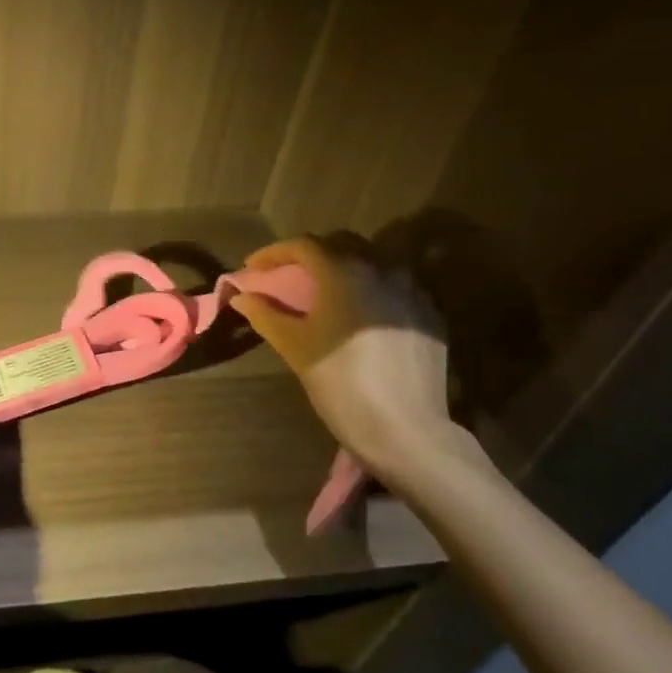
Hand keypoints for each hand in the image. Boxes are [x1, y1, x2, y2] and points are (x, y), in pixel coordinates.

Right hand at [230, 234, 457, 483]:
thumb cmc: (340, 382)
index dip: (274, 253)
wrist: (405, 428)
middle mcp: (382, 268)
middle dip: (310, 255)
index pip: (303, 245)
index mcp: (344, 271)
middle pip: (340, 244)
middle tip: (288, 275)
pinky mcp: (429, 314)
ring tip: (325, 291)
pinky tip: (361, 313)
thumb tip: (241, 296)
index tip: (253, 268)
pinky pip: (395, 286)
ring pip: (373, 261)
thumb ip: (265, 314)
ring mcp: (412, 290)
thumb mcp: (295, 347)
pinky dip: (371, 288)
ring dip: (344, 267)